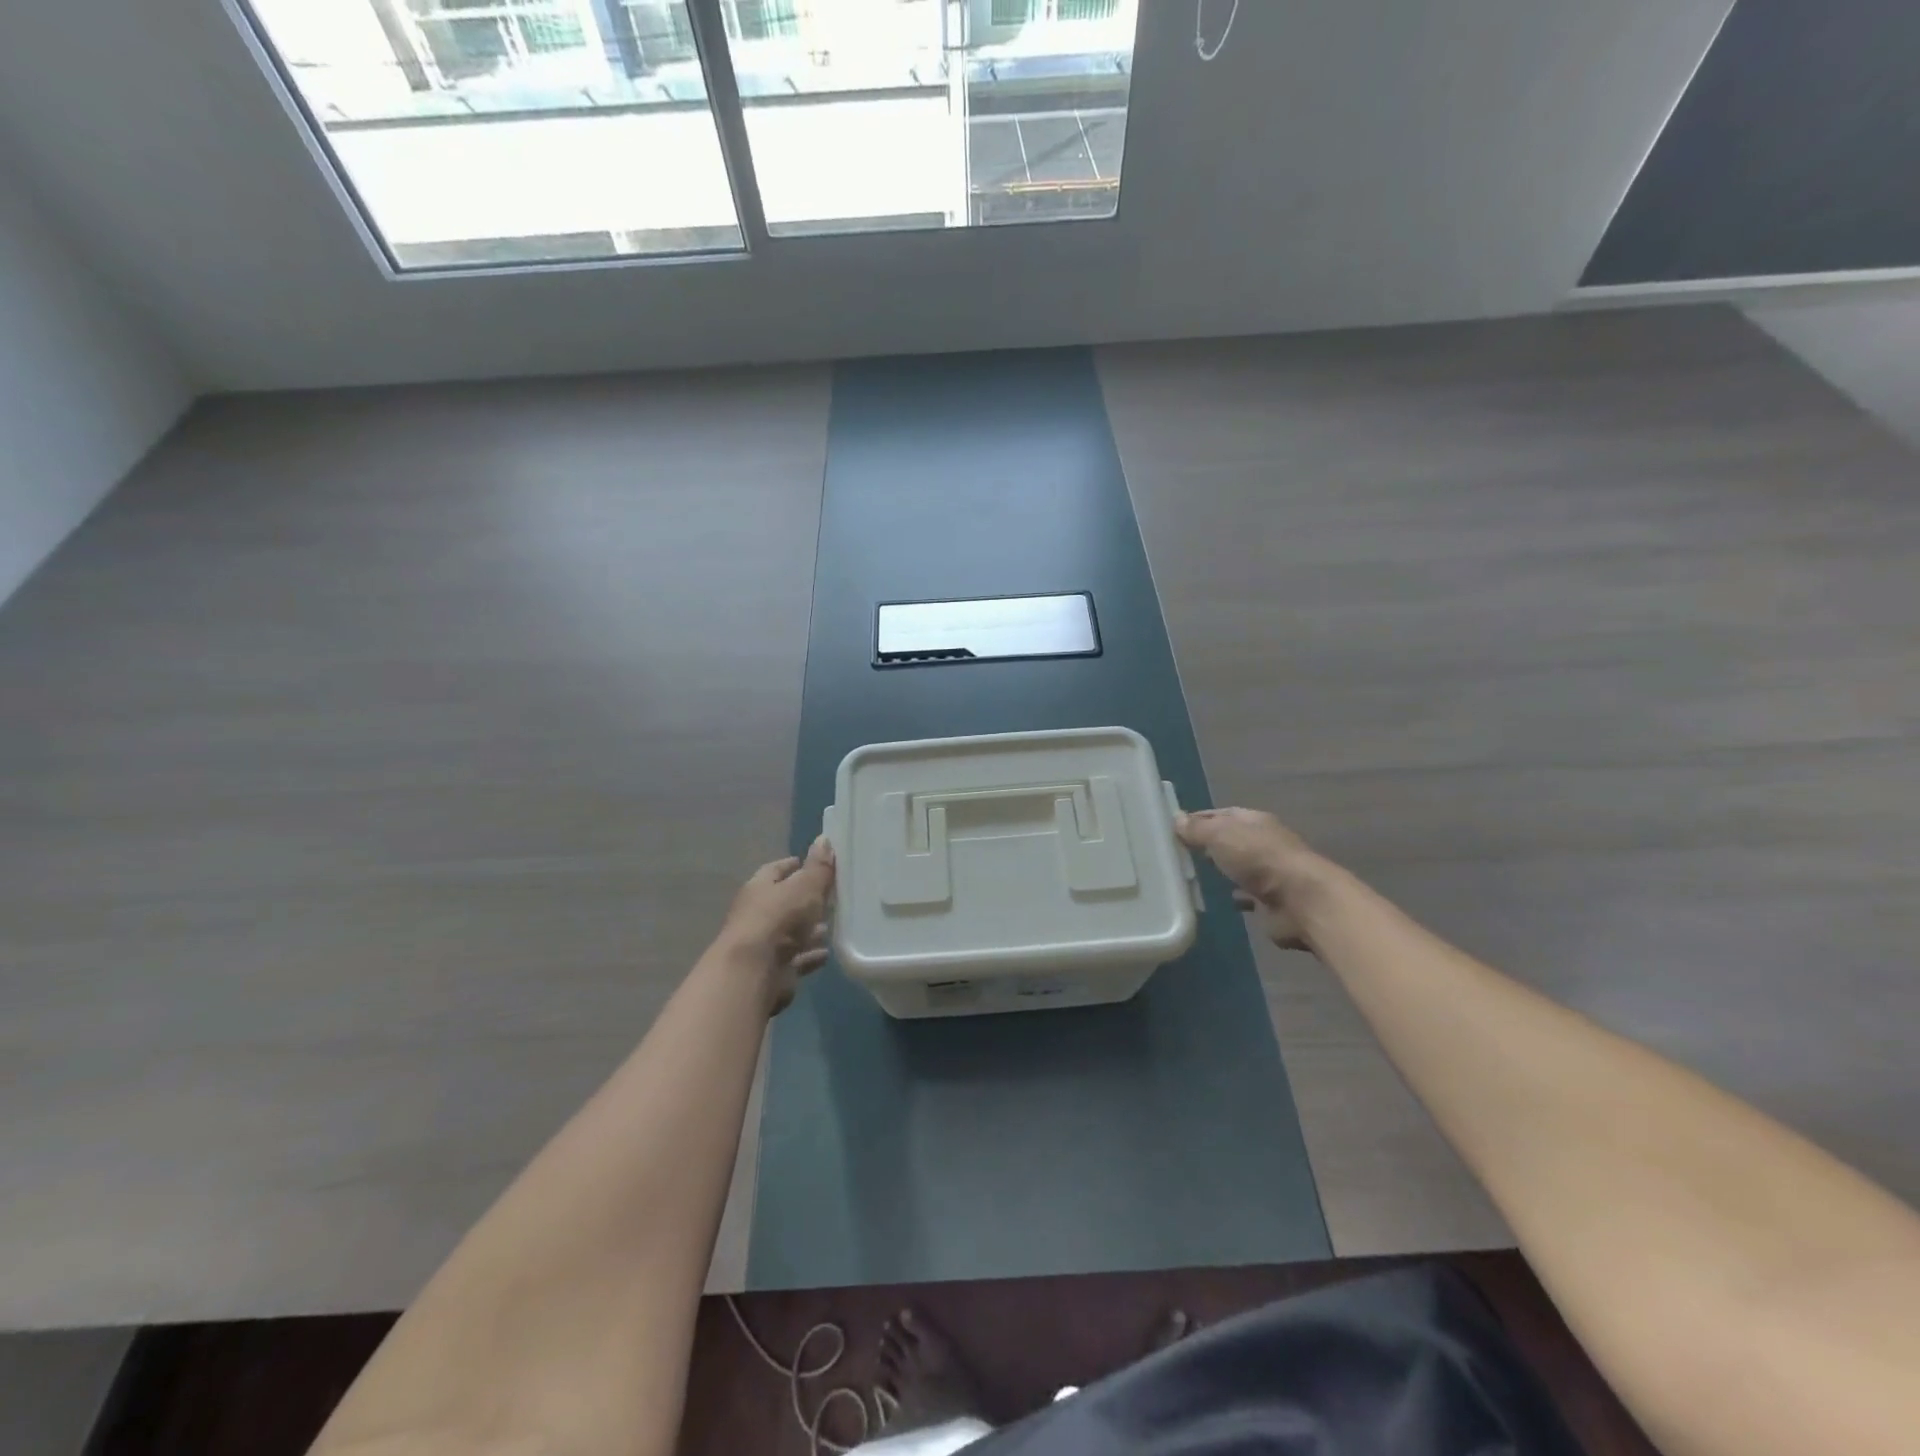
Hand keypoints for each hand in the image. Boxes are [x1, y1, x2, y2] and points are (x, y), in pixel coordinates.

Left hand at [715, 836, 835, 1012]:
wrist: (754, 971)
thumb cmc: (779, 918)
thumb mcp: (805, 886)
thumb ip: (817, 867)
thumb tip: (824, 838)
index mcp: (759, 888)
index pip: (775, 870)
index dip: (792, 865)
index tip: (811, 862)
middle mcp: (757, 914)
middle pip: (784, 902)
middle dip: (804, 899)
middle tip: (830, 895)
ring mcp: (764, 944)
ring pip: (791, 932)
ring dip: (808, 930)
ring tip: (832, 926)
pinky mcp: (774, 970)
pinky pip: (796, 959)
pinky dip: (810, 956)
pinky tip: (827, 954)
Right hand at [1176, 807, 1324, 951]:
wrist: (1301, 901)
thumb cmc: (1259, 858)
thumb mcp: (1220, 835)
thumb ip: (1197, 829)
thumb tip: (1176, 819)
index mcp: (1254, 821)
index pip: (1221, 814)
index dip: (1198, 819)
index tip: (1172, 828)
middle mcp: (1263, 843)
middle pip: (1230, 840)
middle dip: (1208, 845)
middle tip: (1177, 853)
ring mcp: (1269, 873)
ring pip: (1238, 867)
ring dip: (1221, 870)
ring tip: (1190, 877)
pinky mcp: (1271, 901)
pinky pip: (1245, 894)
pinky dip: (1233, 895)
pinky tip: (1215, 899)